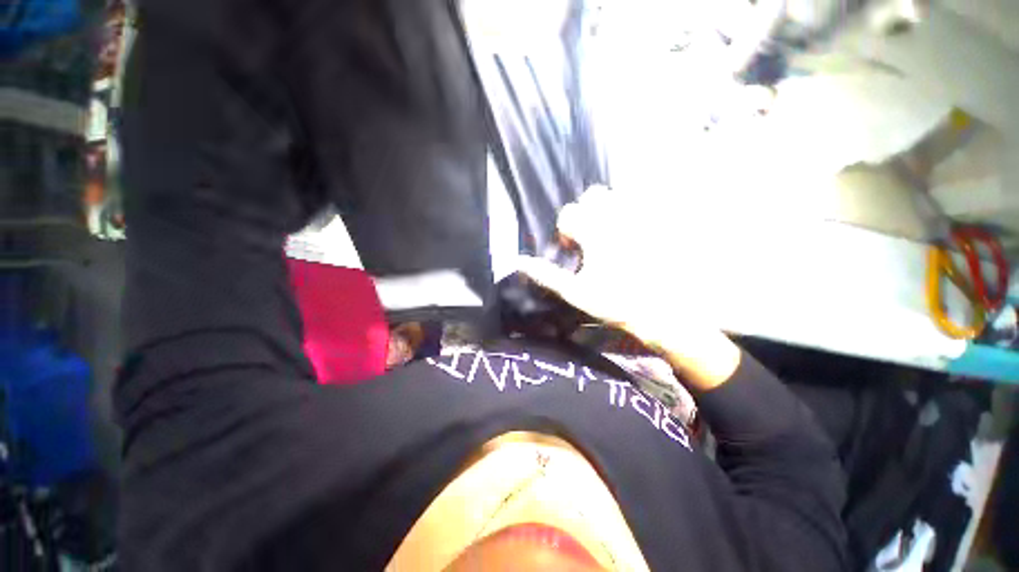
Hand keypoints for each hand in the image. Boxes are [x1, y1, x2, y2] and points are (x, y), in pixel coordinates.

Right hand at [518, 185, 739, 390]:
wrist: (666, 311)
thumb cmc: (616, 303)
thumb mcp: (575, 292)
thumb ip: (546, 275)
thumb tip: (519, 261)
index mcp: (594, 232)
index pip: (569, 214)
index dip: (566, 230)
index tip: (573, 248)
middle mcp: (618, 216)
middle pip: (593, 194)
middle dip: (588, 211)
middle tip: (594, 235)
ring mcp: (645, 215)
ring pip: (619, 193)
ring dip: (610, 209)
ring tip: (615, 233)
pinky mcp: (666, 219)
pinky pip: (648, 201)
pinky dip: (637, 211)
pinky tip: (639, 234)